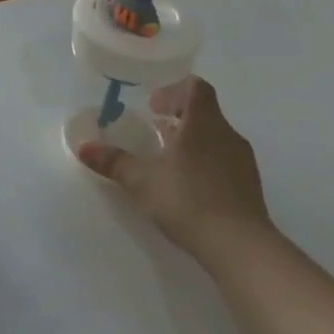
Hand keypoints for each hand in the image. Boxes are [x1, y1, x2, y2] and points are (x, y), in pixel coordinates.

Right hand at [77, 77, 271, 263]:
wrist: (239, 246)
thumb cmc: (188, 200)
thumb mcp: (141, 180)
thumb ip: (113, 161)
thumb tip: (83, 146)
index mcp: (204, 122)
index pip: (195, 87)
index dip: (174, 90)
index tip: (153, 105)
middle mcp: (227, 134)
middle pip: (205, 111)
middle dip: (179, 117)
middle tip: (154, 130)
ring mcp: (243, 161)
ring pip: (215, 137)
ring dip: (192, 141)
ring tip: (167, 160)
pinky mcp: (250, 186)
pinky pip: (225, 161)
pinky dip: (205, 163)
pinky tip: (188, 186)